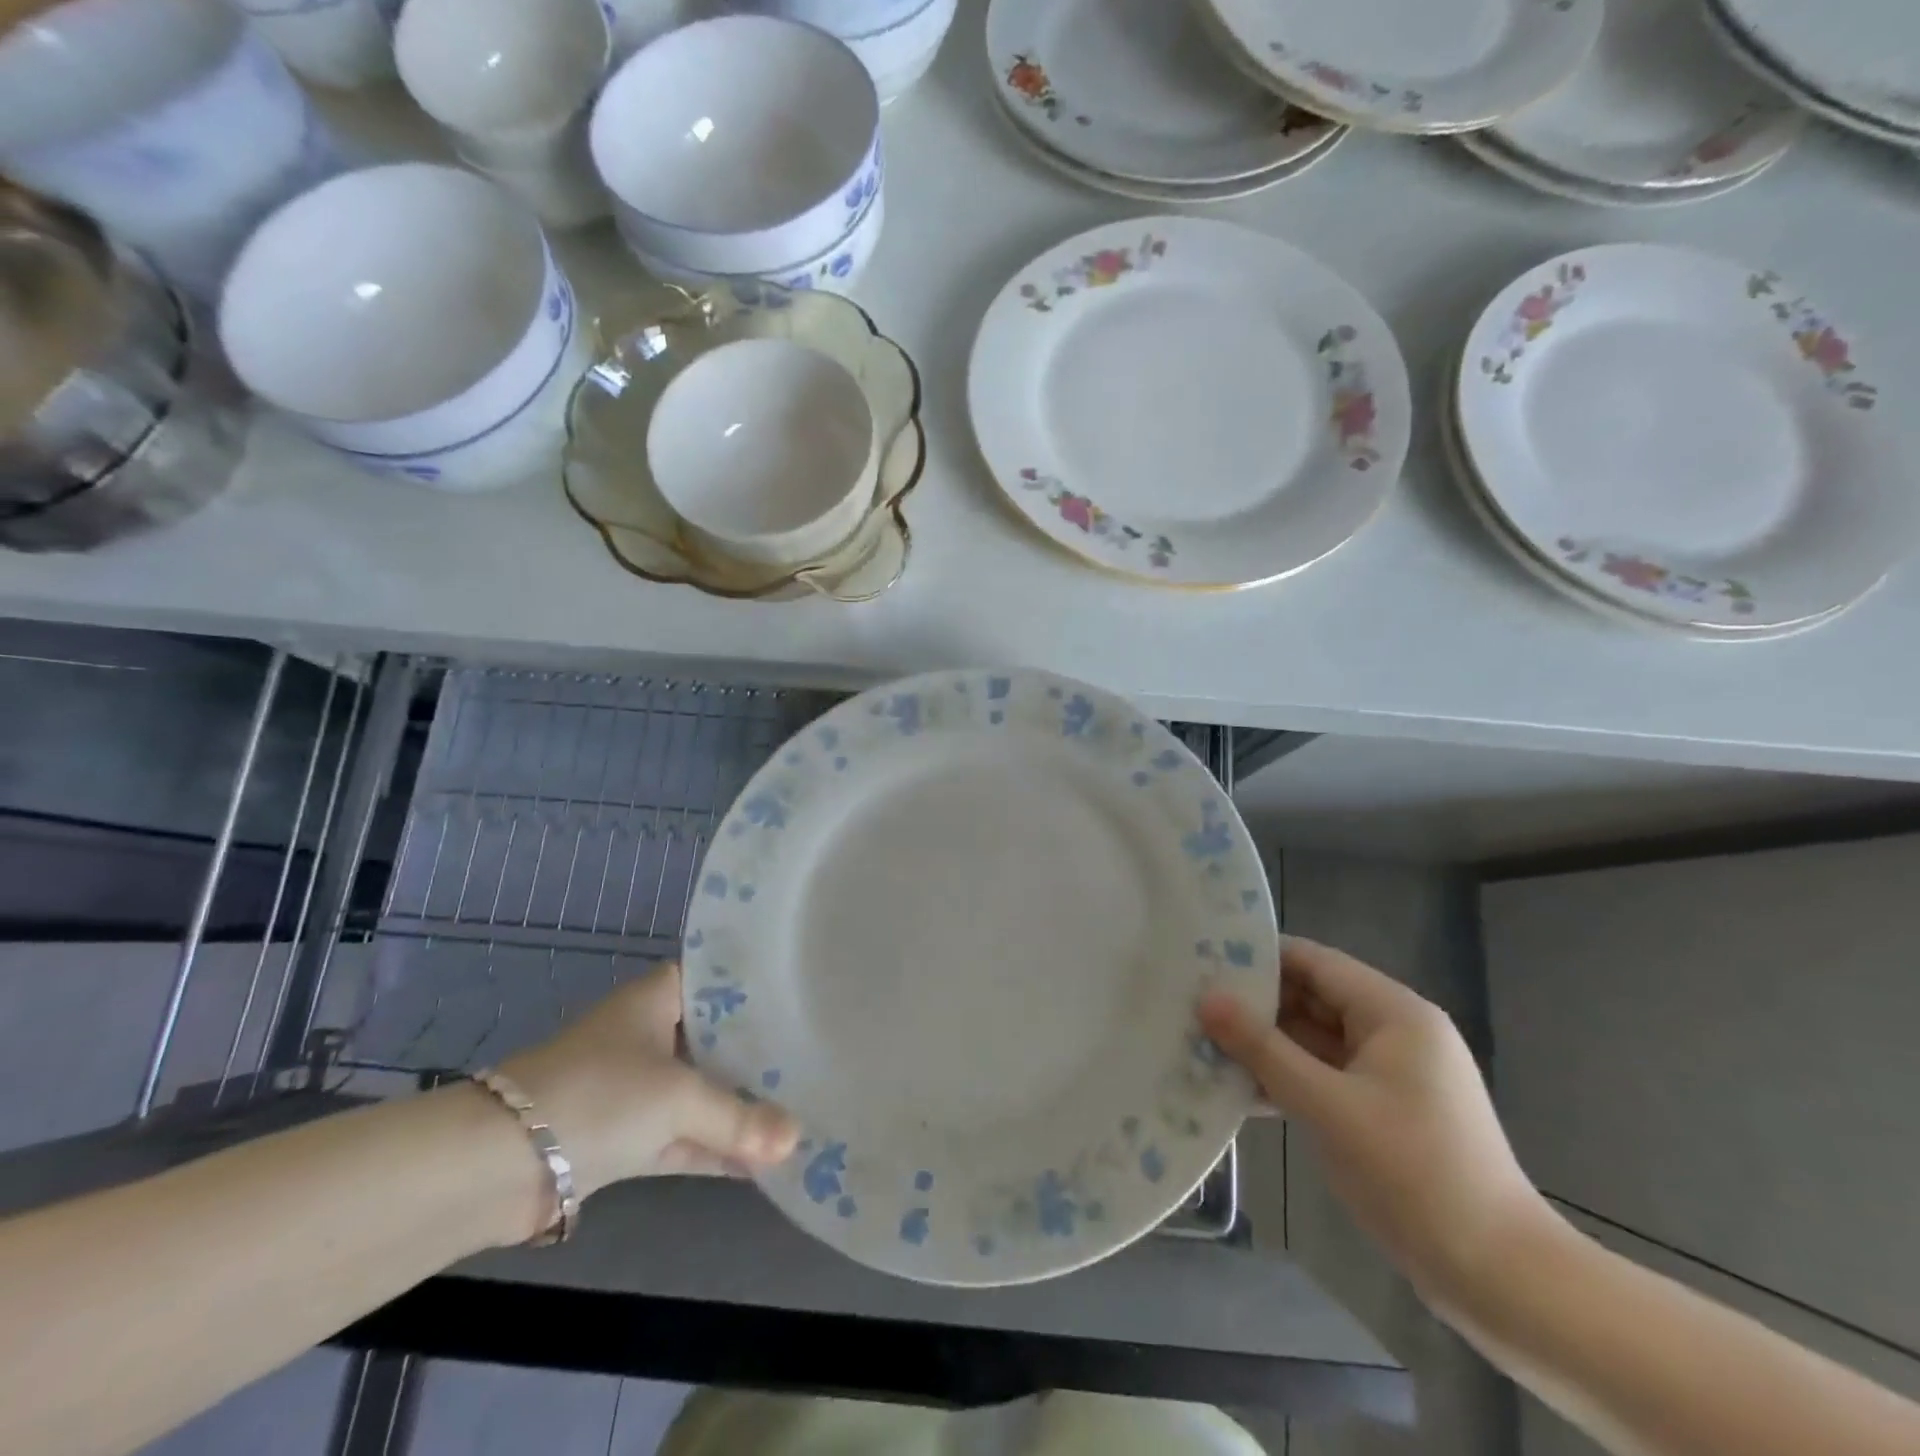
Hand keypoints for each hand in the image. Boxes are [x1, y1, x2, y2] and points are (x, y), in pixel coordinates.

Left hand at [501, 963, 799, 1201]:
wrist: (497, 1164)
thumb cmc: (599, 1094)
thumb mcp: (678, 1098)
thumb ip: (739, 1119)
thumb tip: (798, 1138)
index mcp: (659, 997)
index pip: (720, 981)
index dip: (760, 990)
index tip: (806, 999)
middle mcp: (650, 1033)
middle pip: (717, 1038)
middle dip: (760, 1055)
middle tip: (818, 1058)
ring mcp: (637, 1086)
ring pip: (701, 1091)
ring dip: (739, 1108)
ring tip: (800, 1113)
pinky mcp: (626, 1135)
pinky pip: (683, 1136)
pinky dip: (715, 1147)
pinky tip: (762, 1161)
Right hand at [1199, 938, 1550, 1307]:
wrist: (1499, 1277)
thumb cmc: (1413, 1174)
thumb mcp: (1327, 1106)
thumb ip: (1263, 1049)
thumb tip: (1207, 998)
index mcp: (1392, 1013)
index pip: (1313, 961)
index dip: (1257, 956)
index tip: (1201, 960)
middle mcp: (1392, 1032)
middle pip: (1310, 998)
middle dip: (1252, 1005)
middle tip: (1189, 1005)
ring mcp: (1388, 1074)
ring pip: (1311, 1041)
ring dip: (1262, 1046)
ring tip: (1199, 1044)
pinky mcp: (1381, 1111)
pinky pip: (1322, 1077)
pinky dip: (1284, 1080)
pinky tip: (1234, 1092)